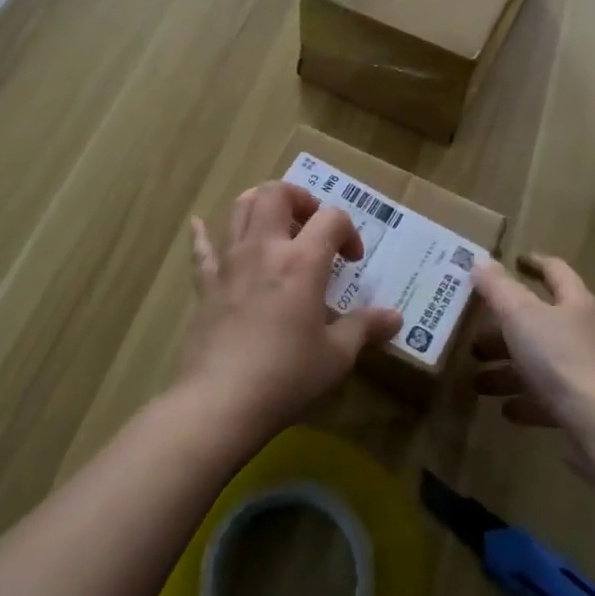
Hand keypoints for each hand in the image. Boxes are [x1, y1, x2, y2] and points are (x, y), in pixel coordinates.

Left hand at [177, 182, 401, 438]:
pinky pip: (201, 248)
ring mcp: (230, 262)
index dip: (348, 231)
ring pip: (240, 208)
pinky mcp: (205, 284)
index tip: (352, 260)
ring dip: (261, 204)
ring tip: (275, 223)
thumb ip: (364, 328)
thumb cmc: (286, 376)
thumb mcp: (336, 356)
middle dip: (300, 199)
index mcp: (302, 261)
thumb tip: (395, 318)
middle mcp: (264, 248)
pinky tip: (199, 224)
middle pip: (277, 193)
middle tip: (312, 224)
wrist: (220, 402)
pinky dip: (203, 233)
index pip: (331, 218)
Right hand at [470, 254, 594, 436]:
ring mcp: (588, 372)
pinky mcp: (584, 407)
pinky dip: (526, 399)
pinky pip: (549, 397)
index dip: (535, 263)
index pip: (556, 272)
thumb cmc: (559, 358)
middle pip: (541, 322)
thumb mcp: (520, 315)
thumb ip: (498, 288)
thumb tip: (480, 261)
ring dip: (509, 369)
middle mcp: (585, 333)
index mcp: (576, 303)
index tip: (514, 261)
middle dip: (505, 329)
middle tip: (475, 338)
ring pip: (541, 362)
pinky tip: (505, 410)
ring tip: (477, 380)